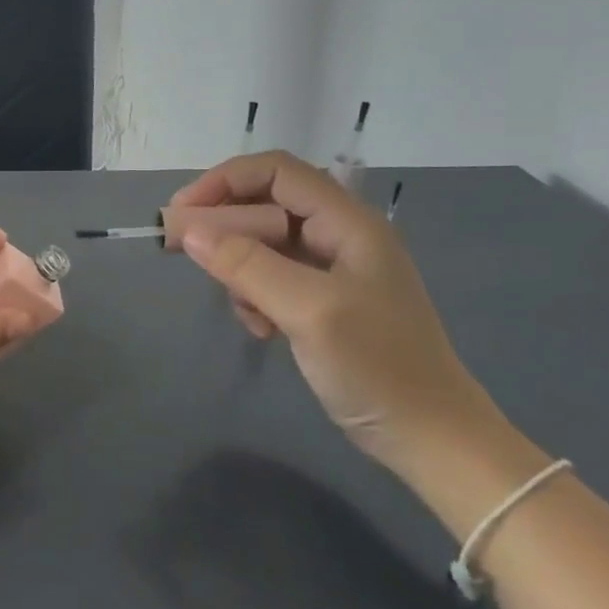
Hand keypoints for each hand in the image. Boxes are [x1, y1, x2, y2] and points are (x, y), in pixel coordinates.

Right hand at [169, 151, 510, 478]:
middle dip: (222, 224)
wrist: (428, 436)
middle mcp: (338, 237)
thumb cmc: (377, 367)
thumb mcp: (309, 311)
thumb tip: (189, 231)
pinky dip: (253, 297)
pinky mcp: (321, 302)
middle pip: (266, 205)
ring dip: (238, 269)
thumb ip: (249, 266)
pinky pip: (271, 280)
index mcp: (347, 223)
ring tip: (243, 309)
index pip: (276, 172)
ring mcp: (331, 271)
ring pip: (263, 245)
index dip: (224, 182)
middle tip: (180, 250)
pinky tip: (262, 329)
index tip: (180, 212)